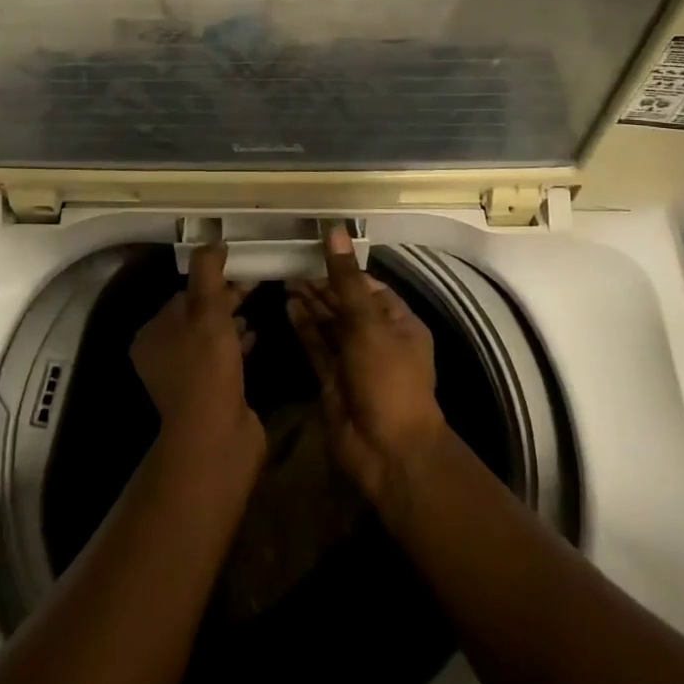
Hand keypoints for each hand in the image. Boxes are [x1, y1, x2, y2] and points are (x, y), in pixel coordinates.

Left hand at [131, 242, 262, 458]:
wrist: (216, 437)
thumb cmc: (207, 367)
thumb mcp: (208, 310)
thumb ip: (208, 273)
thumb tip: (212, 242)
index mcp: (152, 334)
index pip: (183, 295)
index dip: (211, 281)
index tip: (240, 270)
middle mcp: (162, 355)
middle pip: (196, 315)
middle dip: (225, 299)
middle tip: (254, 285)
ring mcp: (184, 378)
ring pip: (210, 337)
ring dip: (232, 321)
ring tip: (256, 308)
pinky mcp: (207, 394)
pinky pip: (222, 359)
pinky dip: (237, 344)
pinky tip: (255, 336)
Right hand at [286, 226, 444, 500]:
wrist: (387, 453)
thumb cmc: (387, 379)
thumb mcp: (368, 323)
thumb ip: (346, 279)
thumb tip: (334, 230)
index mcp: (399, 323)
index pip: (369, 286)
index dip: (344, 268)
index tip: (315, 248)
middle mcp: (377, 339)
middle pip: (347, 303)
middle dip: (322, 284)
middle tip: (291, 261)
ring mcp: (354, 361)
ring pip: (329, 324)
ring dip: (310, 303)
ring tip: (284, 277)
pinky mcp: (332, 380)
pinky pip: (317, 347)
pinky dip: (304, 327)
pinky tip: (288, 306)